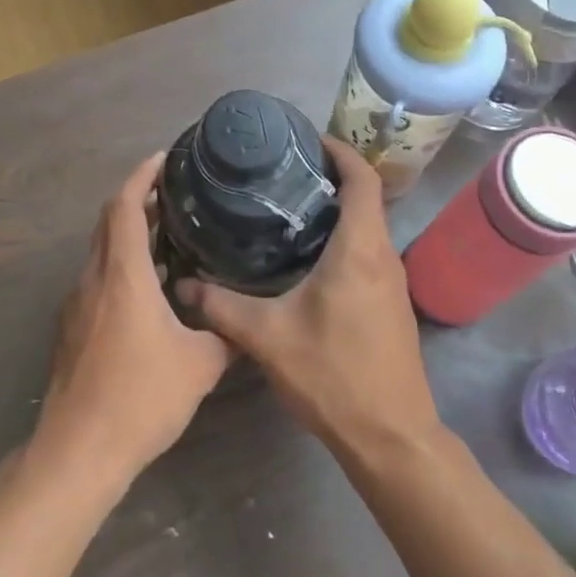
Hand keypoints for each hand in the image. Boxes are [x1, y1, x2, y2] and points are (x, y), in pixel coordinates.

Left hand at [34, 153, 234, 489]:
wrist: (78, 451)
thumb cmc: (140, 398)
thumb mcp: (200, 364)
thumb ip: (226, 333)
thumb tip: (246, 317)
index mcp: (122, 276)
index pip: (123, 206)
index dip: (141, 176)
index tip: (163, 158)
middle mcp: (93, 280)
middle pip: (107, 222)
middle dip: (136, 200)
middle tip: (174, 194)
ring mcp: (76, 305)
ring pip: (100, 251)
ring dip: (128, 235)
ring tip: (168, 237)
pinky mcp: (70, 329)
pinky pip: (96, 279)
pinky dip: (120, 266)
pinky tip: (149, 290)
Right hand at [174, 137, 440, 457]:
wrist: (391, 435)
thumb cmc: (333, 375)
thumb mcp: (267, 337)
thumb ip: (222, 306)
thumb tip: (183, 284)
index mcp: (359, 248)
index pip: (363, 179)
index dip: (340, 152)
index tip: (308, 140)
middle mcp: (383, 255)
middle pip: (365, 199)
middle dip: (330, 179)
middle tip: (282, 174)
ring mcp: (392, 281)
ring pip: (367, 228)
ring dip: (337, 212)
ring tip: (288, 210)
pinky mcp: (391, 304)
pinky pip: (368, 254)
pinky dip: (343, 241)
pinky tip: (307, 260)